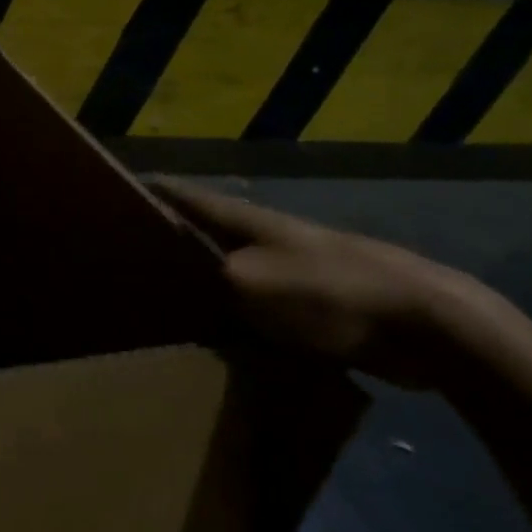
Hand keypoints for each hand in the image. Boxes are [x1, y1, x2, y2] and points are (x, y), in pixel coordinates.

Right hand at [149, 178, 484, 386]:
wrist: (424, 323)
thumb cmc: (329, 292)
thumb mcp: (250, 283)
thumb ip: (205, 278)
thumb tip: (174, 283)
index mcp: (243, 219)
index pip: (182, 194)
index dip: (146, 191)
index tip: (107, 197)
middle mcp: (260, 236)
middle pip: (200, 232)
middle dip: (163, 242)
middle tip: (118, 264)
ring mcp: (288, 269)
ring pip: (225, 272)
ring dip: (196, 284)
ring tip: (155, 307)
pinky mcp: (309, 305)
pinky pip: (253, 307)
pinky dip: (229, 317)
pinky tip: (213, 340)